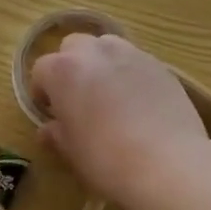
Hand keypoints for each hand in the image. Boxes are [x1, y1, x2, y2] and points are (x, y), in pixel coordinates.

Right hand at [31, 34, 207, 209]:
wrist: (169, 162)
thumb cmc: (108, 159)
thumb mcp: (73, 152)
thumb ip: (57, 134)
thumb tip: (49, 129)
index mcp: (63, 70)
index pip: (41, 70)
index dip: (42, 91)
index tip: (50, 112)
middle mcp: (93, 51)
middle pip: (72, 47)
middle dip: (70, 67)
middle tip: (78, 98)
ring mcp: (129, 52)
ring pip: (104, 46)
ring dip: (100, 63)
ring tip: (109, 94)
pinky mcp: (158, 62)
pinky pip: (133, 60)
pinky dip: (128, 72)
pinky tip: (138, 101)